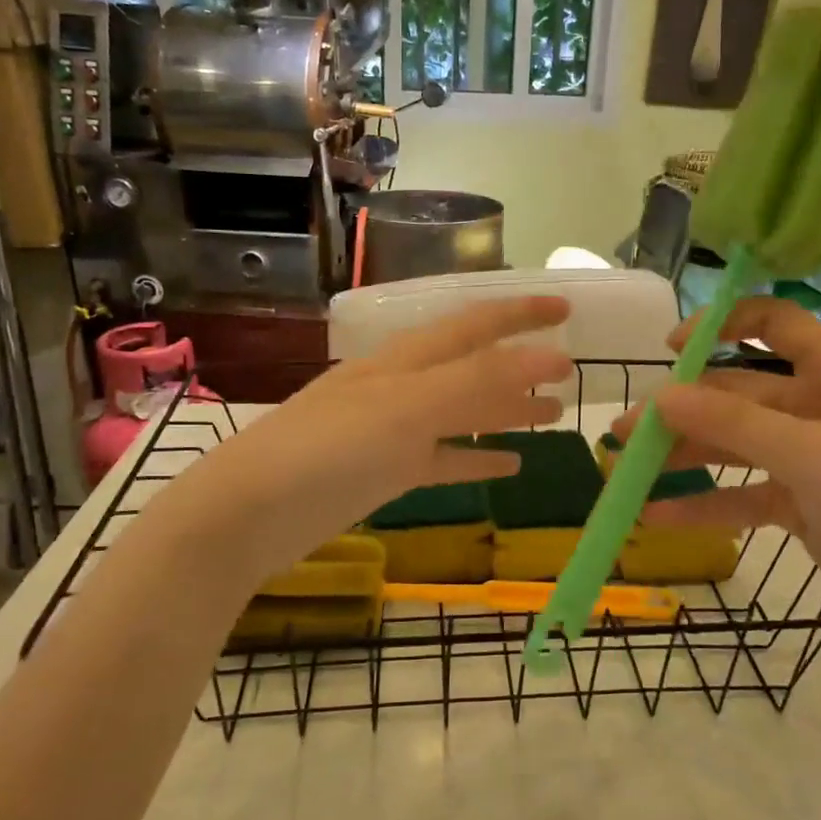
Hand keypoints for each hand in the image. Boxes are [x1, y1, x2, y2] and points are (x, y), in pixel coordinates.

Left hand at [183, 296, 572, 587]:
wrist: (250, 513)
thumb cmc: (329, 449)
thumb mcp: (407, 407)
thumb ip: (478, 381)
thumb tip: (550, 356)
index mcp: (405, 359)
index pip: (475, 323)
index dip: (521, 312)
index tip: (567, 307)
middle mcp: (402, 385)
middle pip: (473, 366)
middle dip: (520, 363)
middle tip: (570, 369)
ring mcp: (393, 430)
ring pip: (463, 412)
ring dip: (506, 410)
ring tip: (552, 415)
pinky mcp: (386, 471)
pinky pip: (444, 458)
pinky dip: (477, 457)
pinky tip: (510, 466)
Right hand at [613, 297, 820, 652]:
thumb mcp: (816, 458)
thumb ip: (737, 422)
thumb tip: (662, 393)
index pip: (778, 326)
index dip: (724, 325)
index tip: (671, 348)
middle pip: (740, 394)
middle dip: (684, 409)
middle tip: (627, 431)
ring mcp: (810, 461)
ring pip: (735, 446)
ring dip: (685, 455)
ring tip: (628, 470)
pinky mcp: (801, 507)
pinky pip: (743, 495)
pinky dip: (705, 504)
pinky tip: (658, 517)